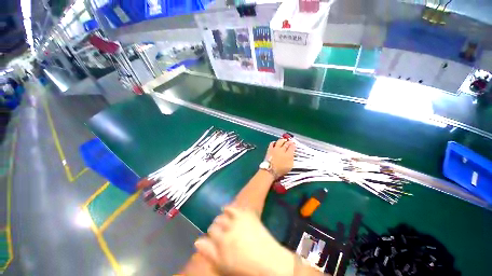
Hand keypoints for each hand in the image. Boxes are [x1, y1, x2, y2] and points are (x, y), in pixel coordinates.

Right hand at [195, 207, 294, 275]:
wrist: (269, 260)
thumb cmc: (245, 268)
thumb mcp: (224, 265)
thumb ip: (210, 253)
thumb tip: (197, 242)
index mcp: (222, 241)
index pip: (210, 232)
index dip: (210, 235)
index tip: (212, 238)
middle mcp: (229, 227)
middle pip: (216, 222)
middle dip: (215, 226)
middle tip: (218, 231)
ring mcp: (239, 219)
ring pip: (224, 214)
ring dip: (221, 217)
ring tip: (222, 220)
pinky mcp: (247, 215)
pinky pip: (235, 208)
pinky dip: (229, 208)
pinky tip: (226, 208)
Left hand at [266, 139, 294, 176]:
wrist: (270, 170)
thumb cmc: (281, 170)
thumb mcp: (290, 166)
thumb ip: (292, 159)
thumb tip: (292, 154)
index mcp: (288, 154)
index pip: (292, 147)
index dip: (293, 145)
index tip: (294, 144)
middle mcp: (282, 150)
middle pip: (286, 143)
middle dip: (289, 142)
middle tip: (290, 141)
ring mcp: (275, 149)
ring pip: (280, 141)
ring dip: (282, 140)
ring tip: (283, 140)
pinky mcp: (270, 149)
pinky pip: (272, 143)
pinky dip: (274, 142)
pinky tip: (275, 143)